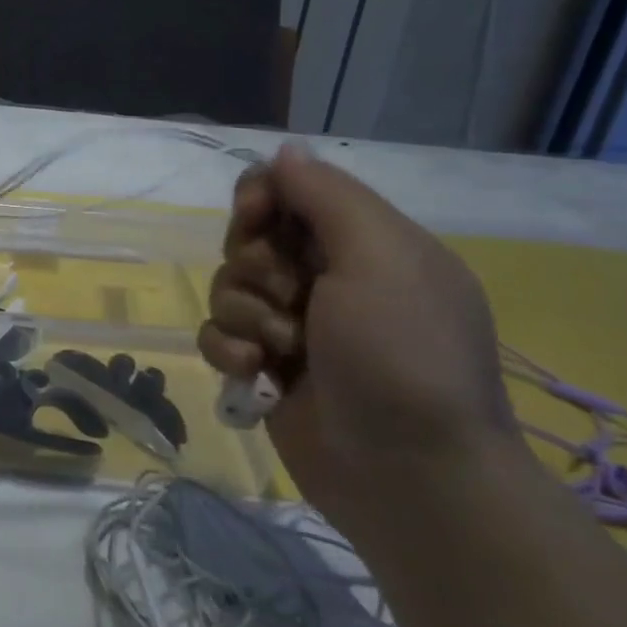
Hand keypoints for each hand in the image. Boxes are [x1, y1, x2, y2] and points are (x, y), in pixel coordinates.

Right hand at [198, 145, 521, 544]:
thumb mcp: (379, 256)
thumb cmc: (401, 354)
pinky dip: (230, 350)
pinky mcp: (265, 368)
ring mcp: (293, 326)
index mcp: (364, 244)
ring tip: (281, 350)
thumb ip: (325, 195)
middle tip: (290, 297)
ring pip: (227, 288)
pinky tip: (256, 374)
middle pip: (248, 238)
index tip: (254, 217)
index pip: (288, 190)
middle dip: (255, 265)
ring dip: (245, 314)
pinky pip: (218, 335)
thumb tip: (284, 151)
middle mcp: (327, 278)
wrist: (408, 476)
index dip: (261, 196)